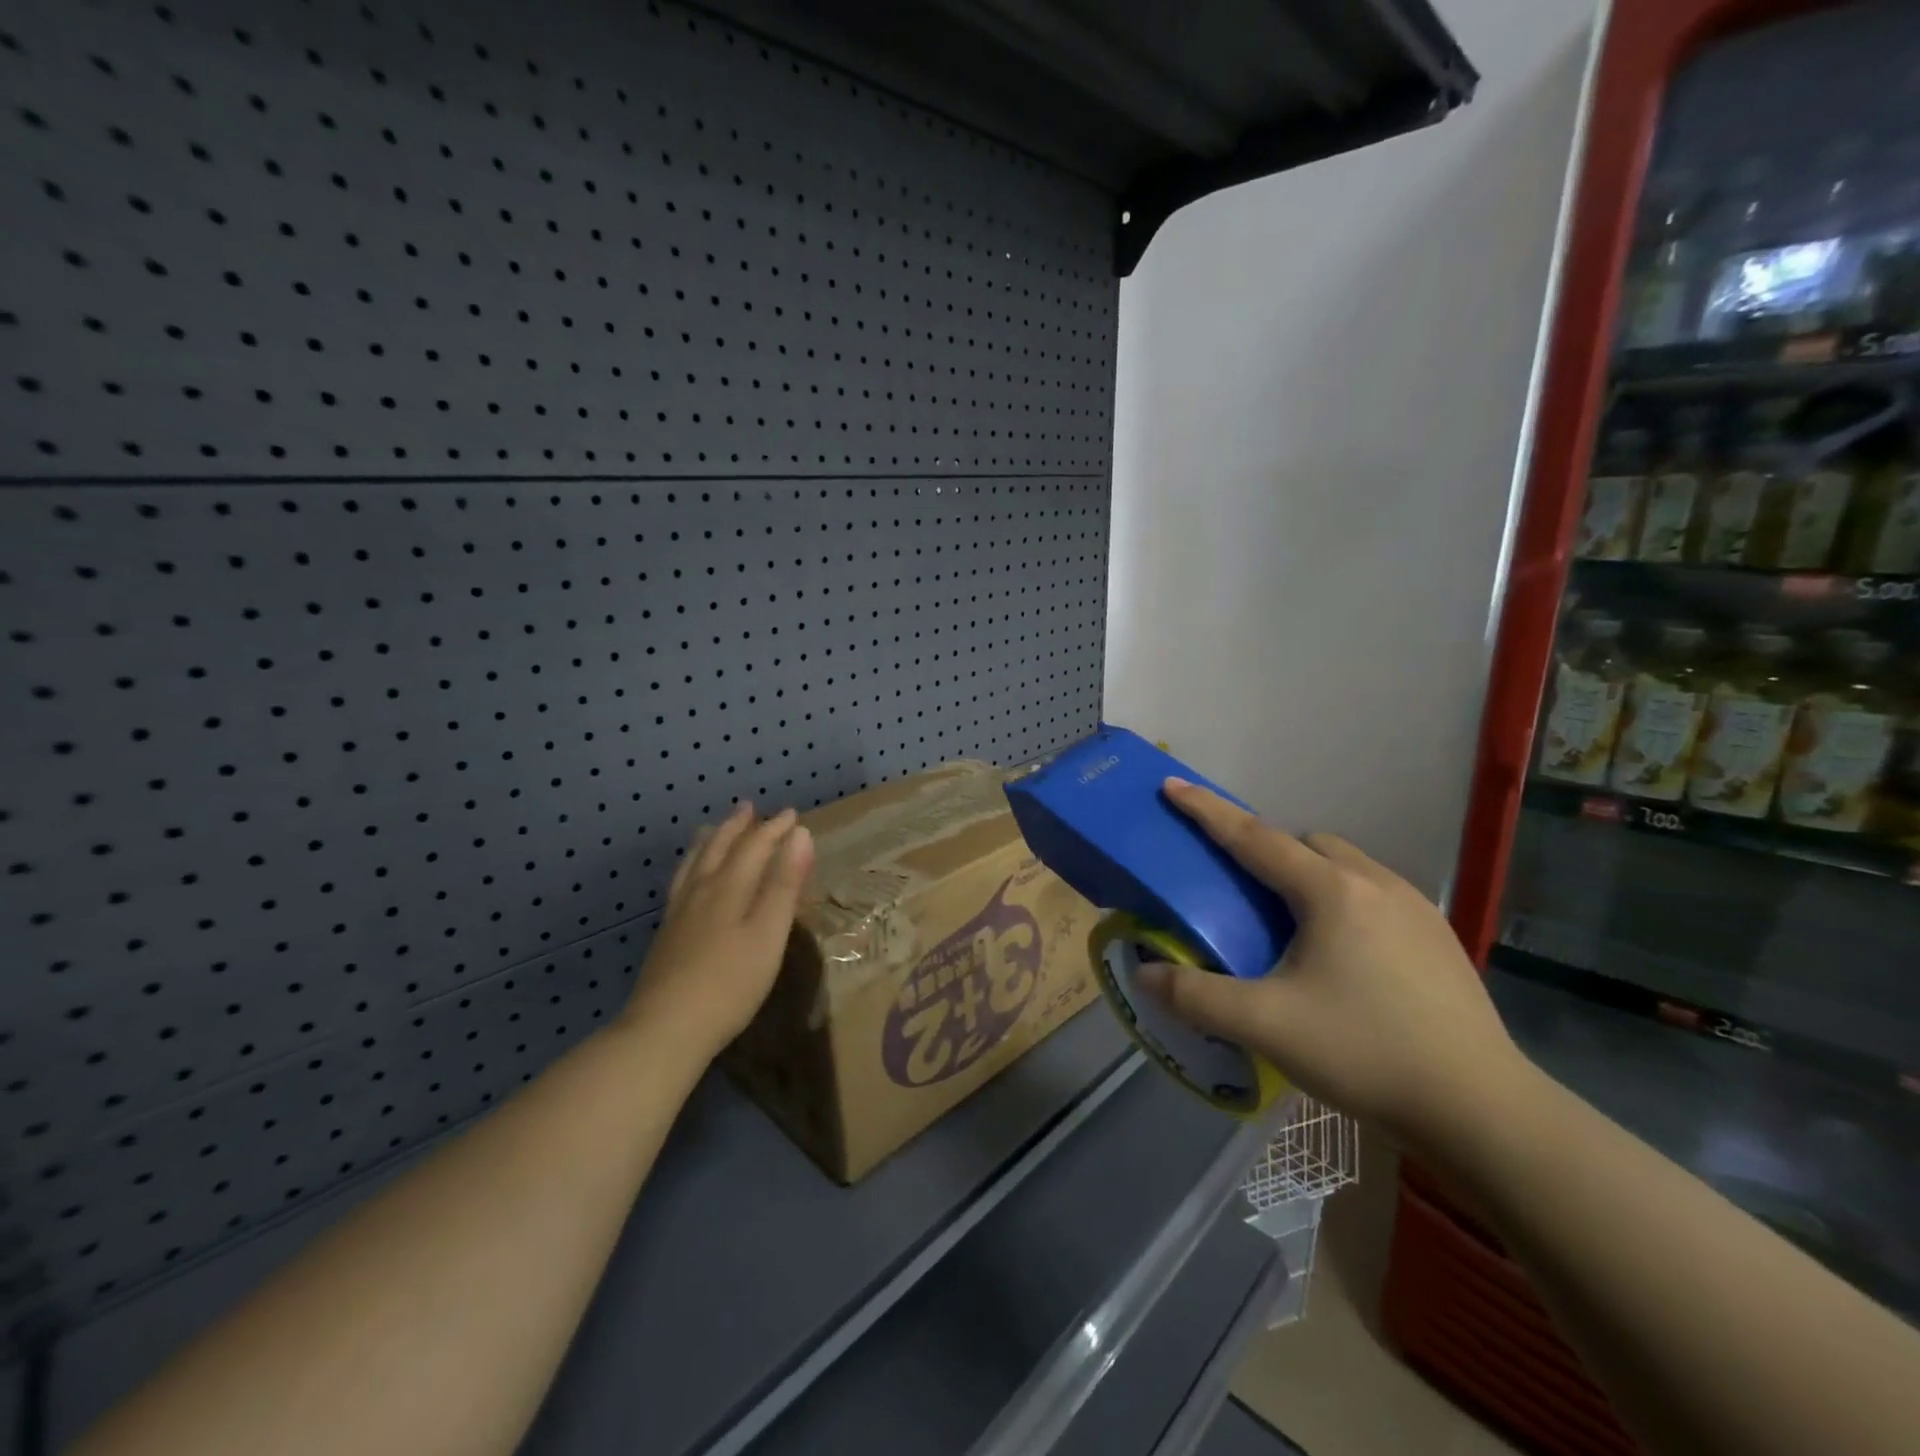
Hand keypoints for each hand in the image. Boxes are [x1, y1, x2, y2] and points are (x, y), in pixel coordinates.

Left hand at [624, 801, 814, 1058]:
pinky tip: (688, 879)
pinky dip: (689, 867)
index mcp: (730, 887)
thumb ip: (785, 883)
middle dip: (737, 826)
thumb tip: (800, 834)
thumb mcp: (769, 932)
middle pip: (719, 848)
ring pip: (694, 864)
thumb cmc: (731, 982)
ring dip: (709, 841)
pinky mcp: (667, 934)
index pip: (755, 846)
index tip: (792, 814)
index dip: (774, 829)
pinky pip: (680, 883)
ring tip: (712, 828)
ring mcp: (679, 912)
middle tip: (748, 807)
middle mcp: (702, 890)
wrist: (666, 1028)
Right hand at [1137, 779, 1527, 1151]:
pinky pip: (1375, 893)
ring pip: (1345, 865)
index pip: (1253, 836)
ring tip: (1292, 927)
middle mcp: (1375, 882)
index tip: (1173, 785)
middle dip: (1267, 851)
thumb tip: (1144, 975)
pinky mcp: (1439, 936)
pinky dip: (1343, 900)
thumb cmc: (1365, 1053)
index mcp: (1330, 891)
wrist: (1482, 1110)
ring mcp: (1415, 907)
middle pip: (1305, 844)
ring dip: (1309, 875)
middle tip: (1242, 893)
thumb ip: (1195, 996)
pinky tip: (1343, 955)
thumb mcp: (1265, 1026)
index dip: (1207, 810)